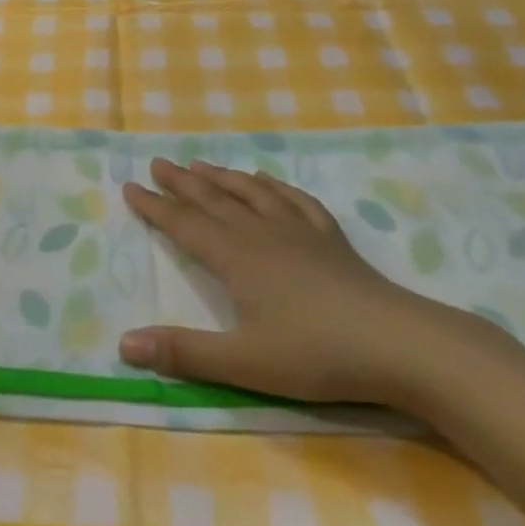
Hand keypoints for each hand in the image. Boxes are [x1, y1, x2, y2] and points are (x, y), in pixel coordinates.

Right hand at [118, 160, 466, 407]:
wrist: (399, 344)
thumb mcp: (243, 362)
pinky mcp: (330, 239)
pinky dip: (275, 186)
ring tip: (201, 164)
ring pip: (250, 193)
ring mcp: (298, 231)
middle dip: (181, 182)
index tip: (130, 186)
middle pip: (212, 199)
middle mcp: (261, 233)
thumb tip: (124, 344)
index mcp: (235, 257)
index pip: (184, 224)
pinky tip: (268, 181)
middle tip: (157, 163)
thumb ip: (184, 353)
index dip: (155, 206)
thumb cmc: (316, 354)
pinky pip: (295, 200)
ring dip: (222, 177)